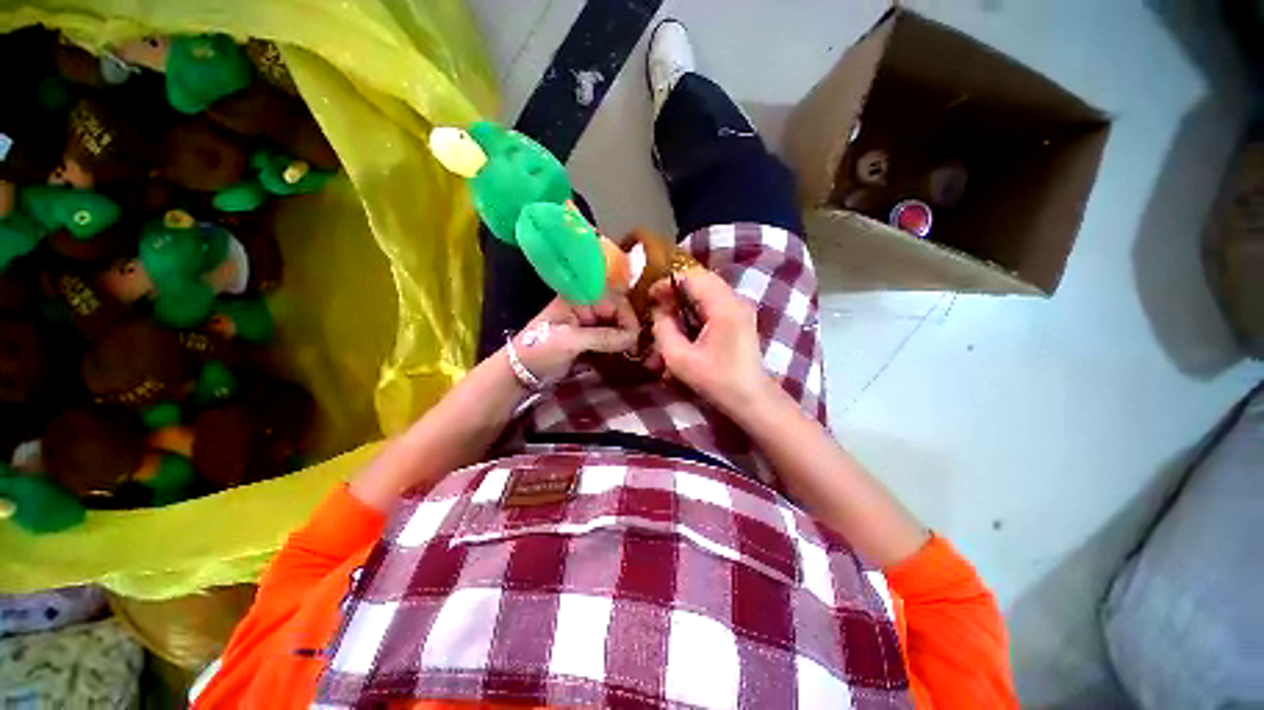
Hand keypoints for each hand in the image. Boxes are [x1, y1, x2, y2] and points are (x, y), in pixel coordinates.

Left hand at [513, 295, 639, 382]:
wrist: (520, 372)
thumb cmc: (540, 349)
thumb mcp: (569, 341)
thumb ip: (602, 337)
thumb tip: (633, 338)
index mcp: (580, 298)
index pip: (614, 299)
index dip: (627, 316)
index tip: (633, 338)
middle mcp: (587, 307)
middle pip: (618, 311)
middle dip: (628, 327)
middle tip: (633, 349)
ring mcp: (587, 323)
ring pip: (616, 325)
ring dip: (625, 337)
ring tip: (630, 353)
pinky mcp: (588, 338)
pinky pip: (610, 337)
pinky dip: (618, 345)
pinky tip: (622, 354)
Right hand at [649, 268, 773, 411]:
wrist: (751, 398)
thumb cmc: (716, 380)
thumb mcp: (680, 358)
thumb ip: (663, 329)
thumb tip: (659, 311)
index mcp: (724, 306)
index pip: (692, 277)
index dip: (667, 282)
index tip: (649, 296)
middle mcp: (736, 300)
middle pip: (700, 280)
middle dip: (675, 289)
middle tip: (656, 305)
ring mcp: (740, 308)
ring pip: (707, 289)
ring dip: (684, 298)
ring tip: (668, 315)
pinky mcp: (740, 317)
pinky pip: (714, 301)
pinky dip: (695, 307)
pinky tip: (684, 324)